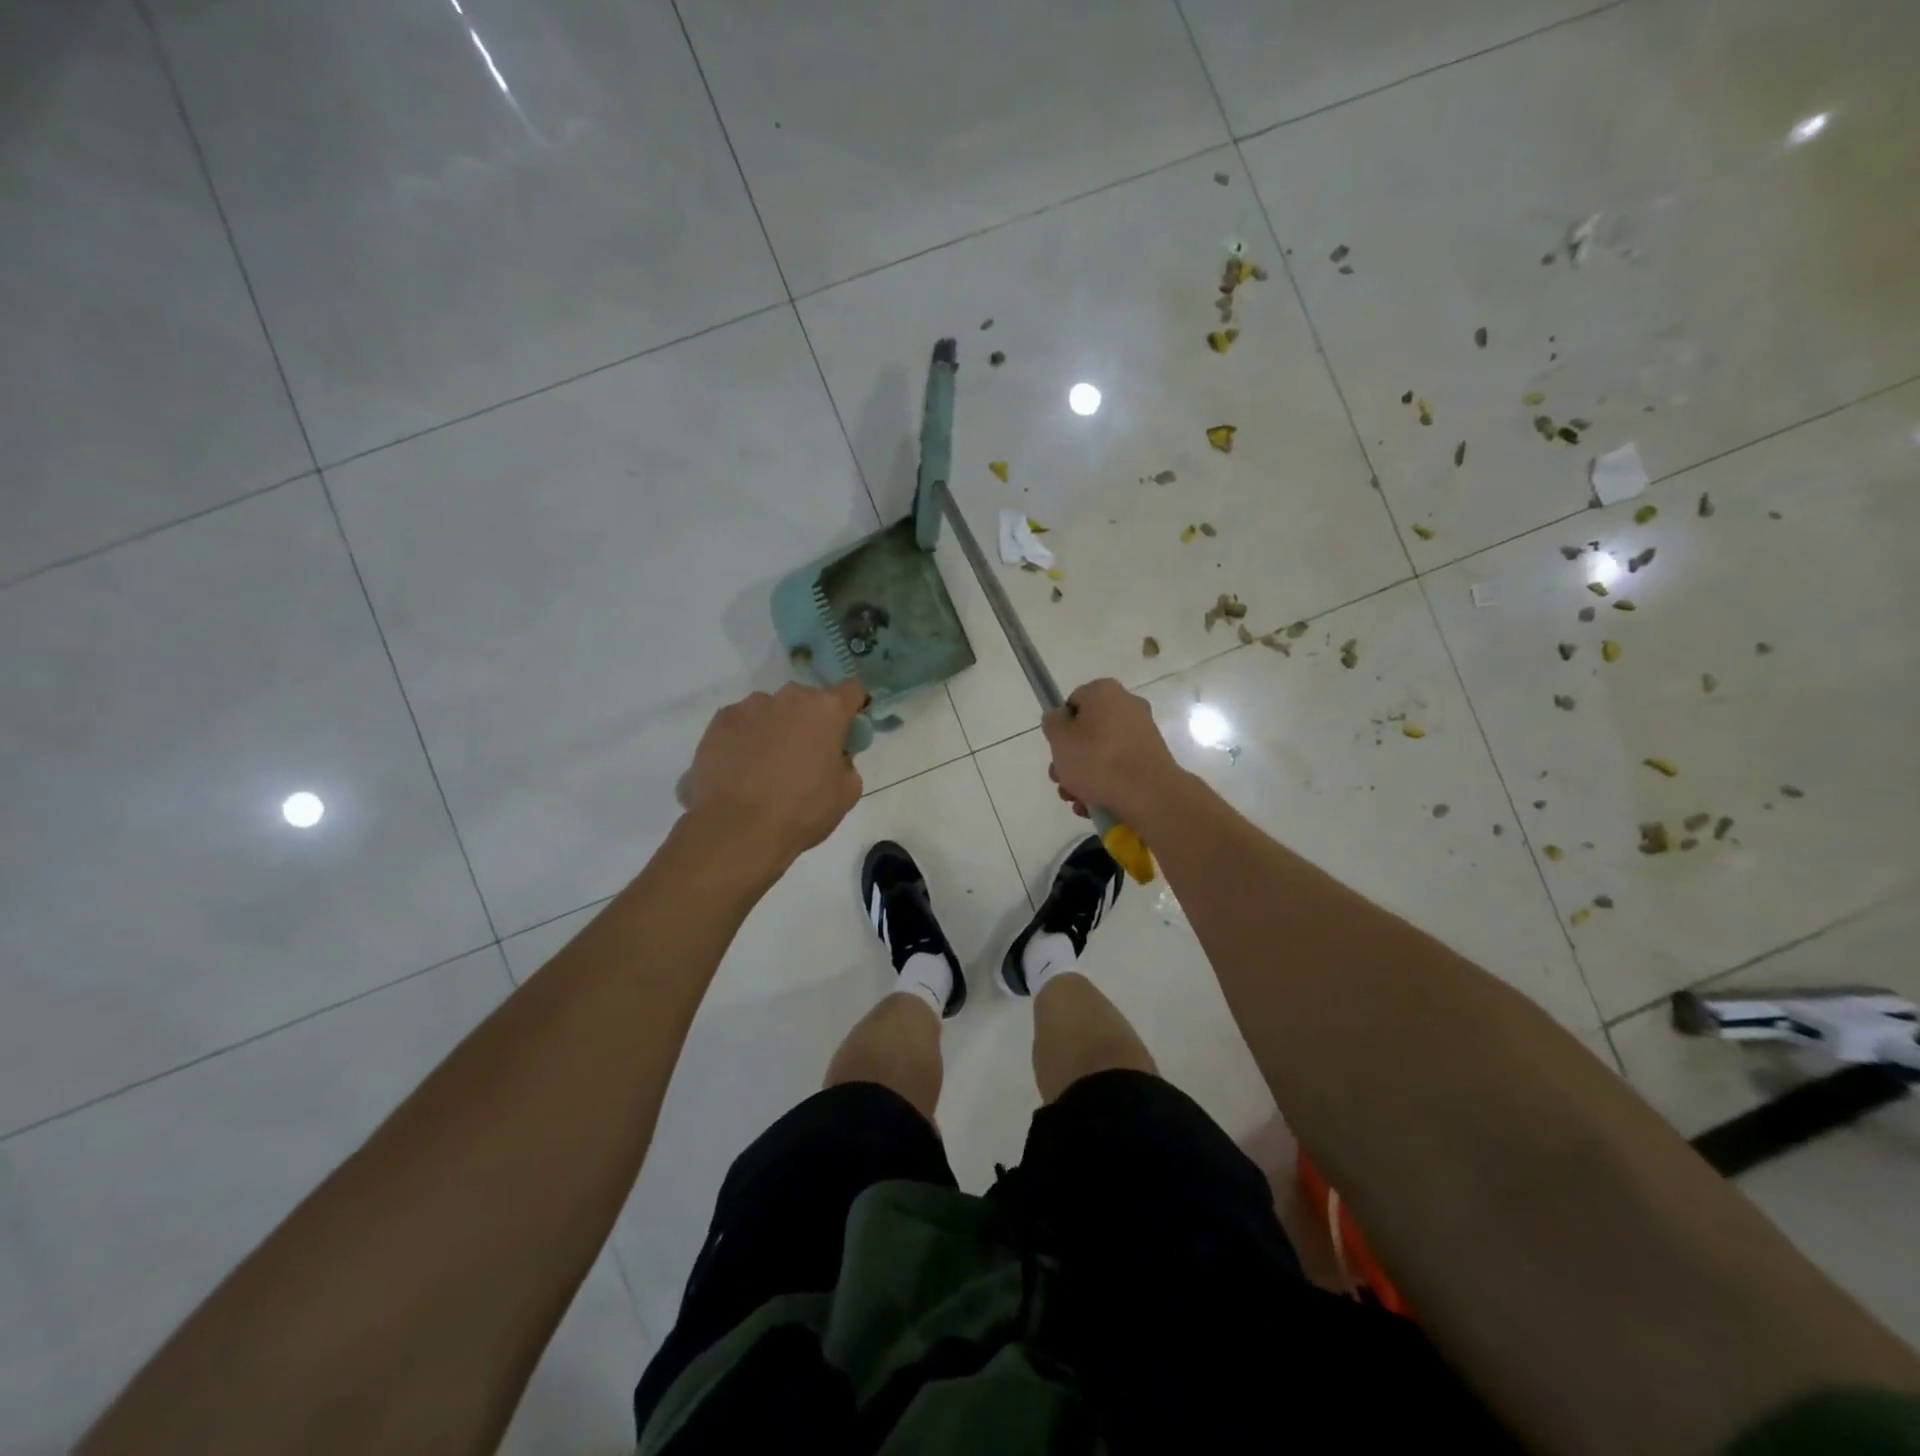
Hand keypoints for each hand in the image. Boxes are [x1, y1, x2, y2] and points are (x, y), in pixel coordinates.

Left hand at [683, 680, 866, 861]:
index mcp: (826, 710)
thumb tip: (833, 756)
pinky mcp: (719, 721)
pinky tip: (739, 769)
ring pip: (771, 710)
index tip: (847, 730)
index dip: (853, 708)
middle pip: (808, 701)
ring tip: (764, 767)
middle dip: (810, 721)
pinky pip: (741, 723)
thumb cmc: (802, 811)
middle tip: (804, 757)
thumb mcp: (846, 792)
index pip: (852, 690)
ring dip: (775, 728)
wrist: (737, 830)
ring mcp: (750, 706)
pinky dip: (744, 739)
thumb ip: (846, 761)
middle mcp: (789, 697)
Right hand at [1042, 679, 1187, 828]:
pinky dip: (1106, 785)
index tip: (1056, 750)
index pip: (1073, 702)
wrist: (1148, 795)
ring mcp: (1143, 734)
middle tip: (1062, 780)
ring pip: (1102, 754)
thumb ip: (1052, 723)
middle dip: (1070, 759)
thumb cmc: (1098, 760)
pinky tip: (1095, 806)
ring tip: (1076, 800)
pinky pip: (1121, 768)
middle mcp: (1128, 706)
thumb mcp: (1060, 739)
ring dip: (1084, 777)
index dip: (1060, 727)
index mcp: (1105, 692)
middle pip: (1088, 732)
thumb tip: (1059, 718)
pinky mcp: (1152, 760)